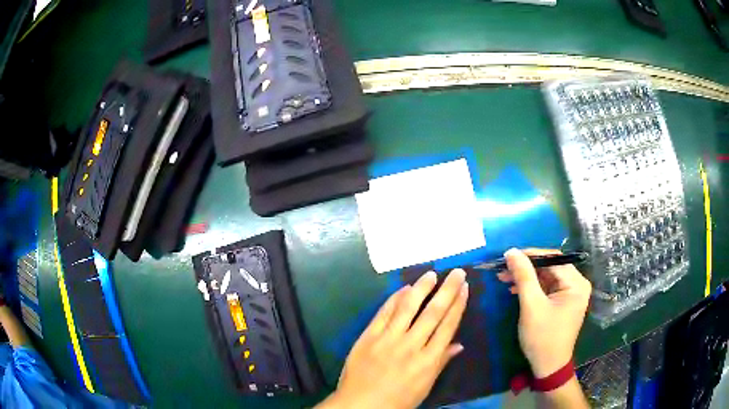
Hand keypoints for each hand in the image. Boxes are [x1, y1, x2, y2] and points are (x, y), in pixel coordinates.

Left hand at [317, 269, 468, 408]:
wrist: (360, 405)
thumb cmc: (397, 401)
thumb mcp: (424, 387)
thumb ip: (440, 363)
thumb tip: (459, 345)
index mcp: (428, 361)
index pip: (447, 327)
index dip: (458, 306)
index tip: (465, 289)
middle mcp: (411, 346)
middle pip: (433, 313)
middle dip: (447, 291)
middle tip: (457, 272)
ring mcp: (388, 339)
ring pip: (408, 308)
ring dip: (421, 288)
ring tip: (432, 273)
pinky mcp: (368, 336)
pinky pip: (384, 313)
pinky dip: (395, 299)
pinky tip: (403, 288)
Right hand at [497, 248, 590, 377]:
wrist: (547, 366)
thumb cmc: (542, 337)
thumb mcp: (532, 305)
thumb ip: (523, 276)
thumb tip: (511, 251)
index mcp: (576, 283)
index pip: (553, 259)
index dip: (530, 255)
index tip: (508, 256)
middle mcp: (577, 284)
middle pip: (550, 267)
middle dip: (526, 268)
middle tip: (503, 268)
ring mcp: (570, 293)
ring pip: (546, 277)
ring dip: (526, 277)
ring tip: (504, 278)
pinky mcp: (562, 302)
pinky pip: (546, 288)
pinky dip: (531, 287)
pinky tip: (515, 289)